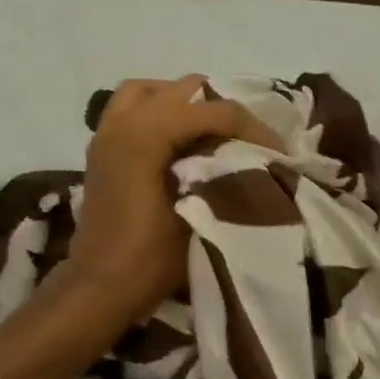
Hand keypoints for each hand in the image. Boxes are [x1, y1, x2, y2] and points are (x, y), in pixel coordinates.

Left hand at [66, 76, 273, 319]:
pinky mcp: (103, 150)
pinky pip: (134, 109)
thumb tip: (257, 161)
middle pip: (183, 90)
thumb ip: (226, 177)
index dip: (252, 126)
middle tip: (250, 140)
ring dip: (187, 104)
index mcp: (144, 136)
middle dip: (223, 109)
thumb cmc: (151, 259)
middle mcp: (122, 123)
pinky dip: (162, 114)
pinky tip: (183, 144)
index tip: (278, 151)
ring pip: (152, 91)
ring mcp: (107, 134)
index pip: (212, 109)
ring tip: (213, 131)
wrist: (100, 288)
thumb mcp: (200, 218)